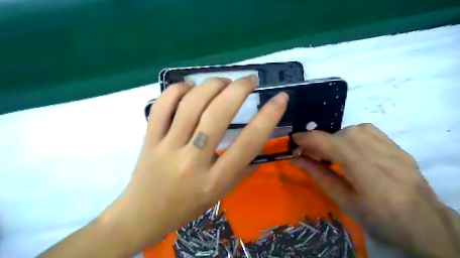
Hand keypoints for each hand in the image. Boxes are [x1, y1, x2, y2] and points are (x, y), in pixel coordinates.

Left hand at [102, 75, 286, 252]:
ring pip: (191, 105)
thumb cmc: (187, 206)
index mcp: (214, 180)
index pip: (248, 144)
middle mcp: (192, 161)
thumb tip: (260, 141)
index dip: (268, 117)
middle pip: (217, 115)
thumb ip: (242, 169)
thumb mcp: (220, 193)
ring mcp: (167, 147)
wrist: (144, 215)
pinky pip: (162, 106)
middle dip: (238, 90)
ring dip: (212, 85)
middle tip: (249, 80)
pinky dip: (178, 89)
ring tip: (224, 82)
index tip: (280, 98)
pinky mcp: (149, 139)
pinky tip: (190, 87)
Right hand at [293, 123, 457, 257]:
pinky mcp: (395, 145)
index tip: (293, 142)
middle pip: (336, 134)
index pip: (325, 141)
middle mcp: (376, 150)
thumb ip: (318, 175)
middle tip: (311, 157)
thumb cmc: (379, 218)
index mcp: (362, 168)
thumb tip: (295, 159)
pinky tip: (351, 150)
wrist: (425, 224)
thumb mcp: (344, 201)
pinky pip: (366, 130)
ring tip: (332, 155)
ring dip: (334, 139)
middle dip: (318, 143)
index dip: (305, 139)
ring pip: (350, 129)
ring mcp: (389, 145)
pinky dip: (350, 136)